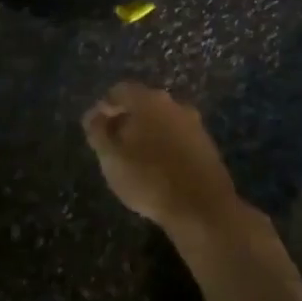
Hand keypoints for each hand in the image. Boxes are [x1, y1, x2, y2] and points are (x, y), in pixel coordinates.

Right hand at [82, 83, 239, 228]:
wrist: (202, 208)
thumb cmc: (148, 179)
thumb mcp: (110, 157)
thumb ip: (97, 131)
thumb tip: (94, 115)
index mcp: (148, 101)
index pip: (119, 92)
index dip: (103, 108)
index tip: (94, 129)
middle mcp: (173, 104)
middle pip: (142, 104)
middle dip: (125, 120)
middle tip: (112, 144)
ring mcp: (194, 124)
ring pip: (161, 122)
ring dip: (146, 134)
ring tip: (133, 160)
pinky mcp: (207, 146)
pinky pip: (177, 138)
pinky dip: (164, 147)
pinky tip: (157, 169)